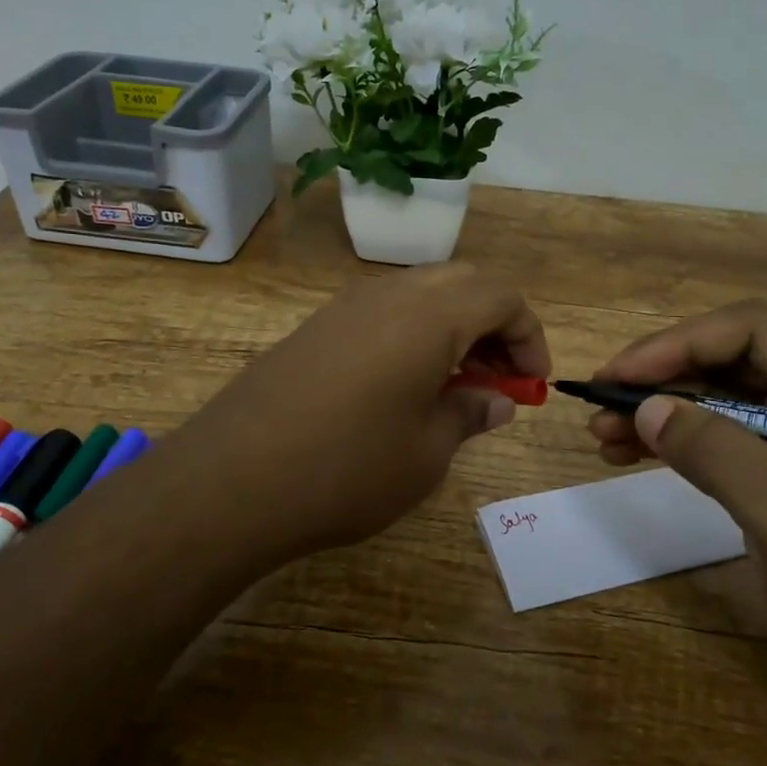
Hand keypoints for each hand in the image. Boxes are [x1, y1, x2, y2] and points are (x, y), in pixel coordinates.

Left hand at [167, 263, 549, 567]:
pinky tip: (403, 387)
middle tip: (500, 379)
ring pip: (420, 295)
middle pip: (462, 285)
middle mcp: (389, 296)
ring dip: (452, 328)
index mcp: (429, 316)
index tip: (533, 383)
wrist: (233, 481)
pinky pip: (381, 314)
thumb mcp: (426, 452)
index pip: (502, 298)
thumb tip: (495, 401)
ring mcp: (344, 308)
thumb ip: (469, 415)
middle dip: (493, 326)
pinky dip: (412, 336)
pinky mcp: (314, 329)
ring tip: (455, 386)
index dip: (529, 337)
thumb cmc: (349, 468)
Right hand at [590, 303, 766, 750]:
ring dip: (659, 410)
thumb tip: (645, 407)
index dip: (681, 343)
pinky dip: (674, 444)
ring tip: (601, 434)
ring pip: (718, 403)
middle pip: (729, 363)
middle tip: (600, 405)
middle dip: (661, 377)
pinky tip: (630, 454)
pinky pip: (719, 445)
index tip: (622, 376)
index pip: (753, 333)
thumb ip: (719, 452)